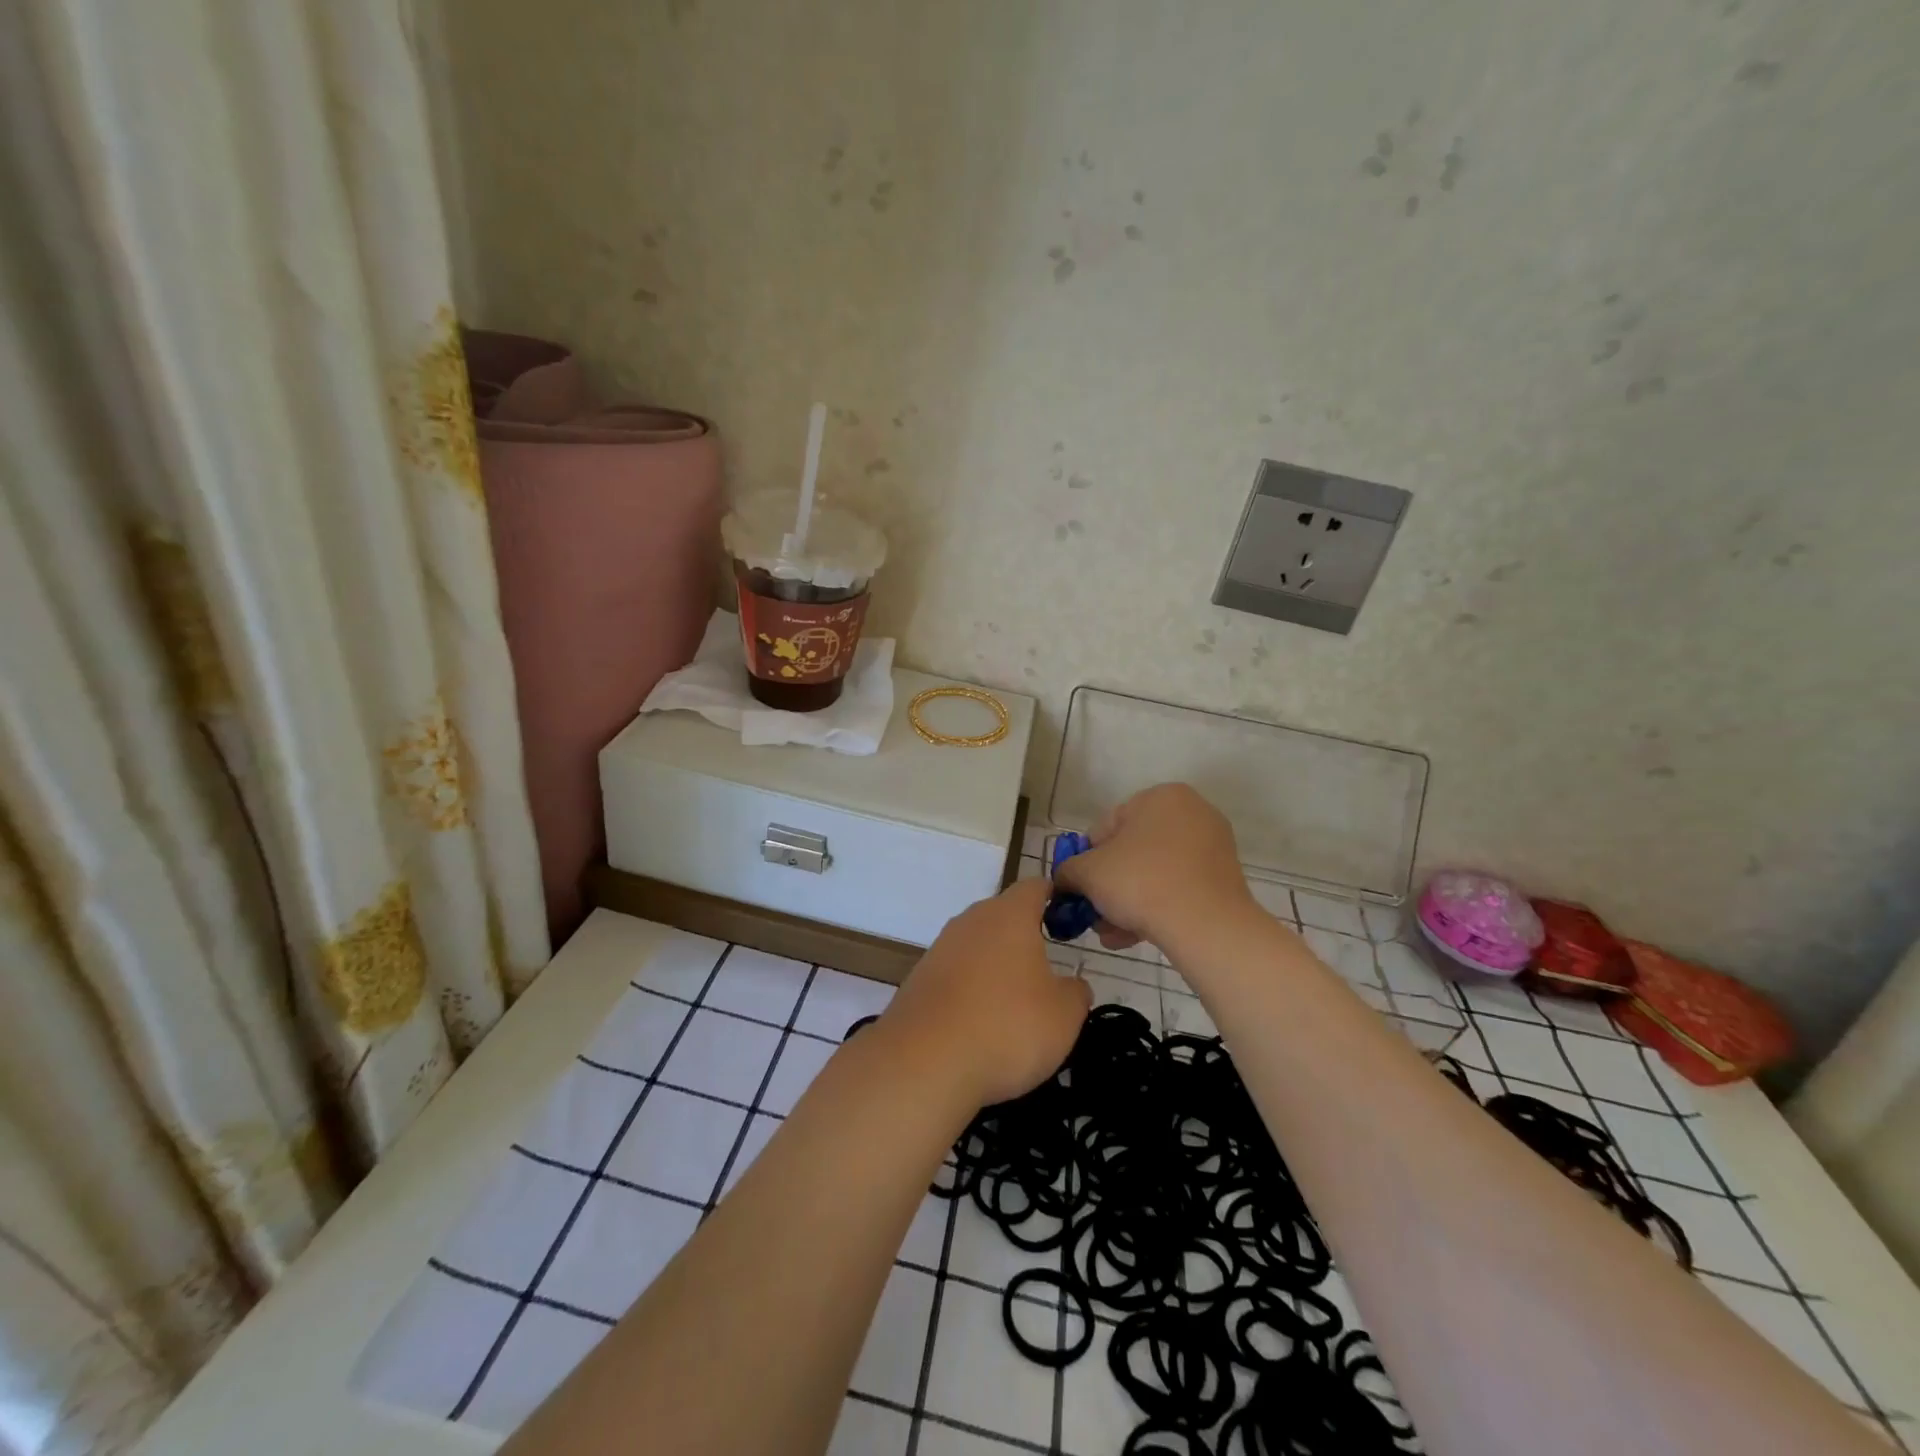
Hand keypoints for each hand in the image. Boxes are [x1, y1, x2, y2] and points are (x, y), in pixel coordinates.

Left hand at [879, 877, 1091, 1107]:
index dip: (1055, 898)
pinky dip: (971, 990)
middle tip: (1047, 971)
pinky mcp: (919, 978)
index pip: (1035, 887)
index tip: (1069, 919)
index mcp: (1009, 915)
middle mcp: (972, 920)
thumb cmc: (1007, 1027)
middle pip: (1003, 915)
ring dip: (996, 966)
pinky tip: (980, 1024)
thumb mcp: (1064, 1016)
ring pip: (978, 945)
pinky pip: (956, 974)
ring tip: (1015, 1005)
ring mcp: (940, 948)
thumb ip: (1075, 993)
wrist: (924, 1062)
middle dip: (1025, 937)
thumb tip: (1072, 985)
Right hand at [1053, 783, 1259, 955]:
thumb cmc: (1141, 882)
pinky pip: (1178, 889)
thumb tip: (1064, 879)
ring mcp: (1212, 847)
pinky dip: (1155, 909)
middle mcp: (1192, 813)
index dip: (1087, 859)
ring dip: (1127, 903)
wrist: (1206, 926)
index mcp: (1161, 796)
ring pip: (1154, 874)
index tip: (1081, 888)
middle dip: (1109, 886)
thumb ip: (1067, 870)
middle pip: (1132, 852)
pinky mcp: (1224, 880)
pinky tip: (1133, 937)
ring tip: (1110, 934)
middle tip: (1094, 914)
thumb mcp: (1087, 873)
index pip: (1107, 826)